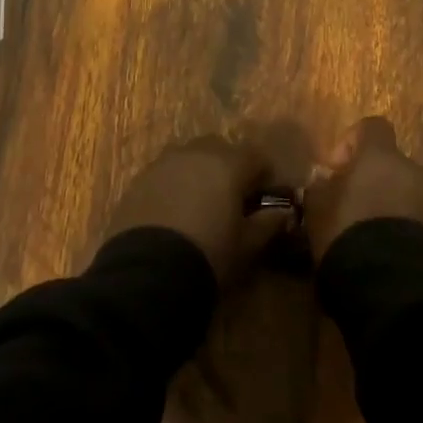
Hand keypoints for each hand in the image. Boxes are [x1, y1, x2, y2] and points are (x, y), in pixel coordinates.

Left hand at [107, 136, 282, 282]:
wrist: (146, 273)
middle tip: (232, 198)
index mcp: (228, 164)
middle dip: (229, 167)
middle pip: (220, 149)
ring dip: (199, 173)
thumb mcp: (246, 245)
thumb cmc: (208, 254)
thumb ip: (268, 223)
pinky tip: (173, 212)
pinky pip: (164, 173)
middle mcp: (195, 154)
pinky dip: (173, 185)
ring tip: (200, 204)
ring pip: (189, 157)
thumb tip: (284, 213)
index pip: (256, 156)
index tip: (264, 197)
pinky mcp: (138, 180)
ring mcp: (162, 164)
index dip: (264, 175)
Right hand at [304, 117, 422, 260]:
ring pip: (407, 192)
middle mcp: (413, 170)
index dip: (351, 143)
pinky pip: (419, 219)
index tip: (335, 170)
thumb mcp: (317, 210)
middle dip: (372, 180)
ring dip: (390, 204)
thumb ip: (320, 187)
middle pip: (391, 164)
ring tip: (368, 234)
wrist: (393, 286)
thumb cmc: (348, 234)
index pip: (371, 127)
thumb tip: (324, 180)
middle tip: (351, 207)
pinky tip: (385, 252)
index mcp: (381, 157)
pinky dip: (403, 228)